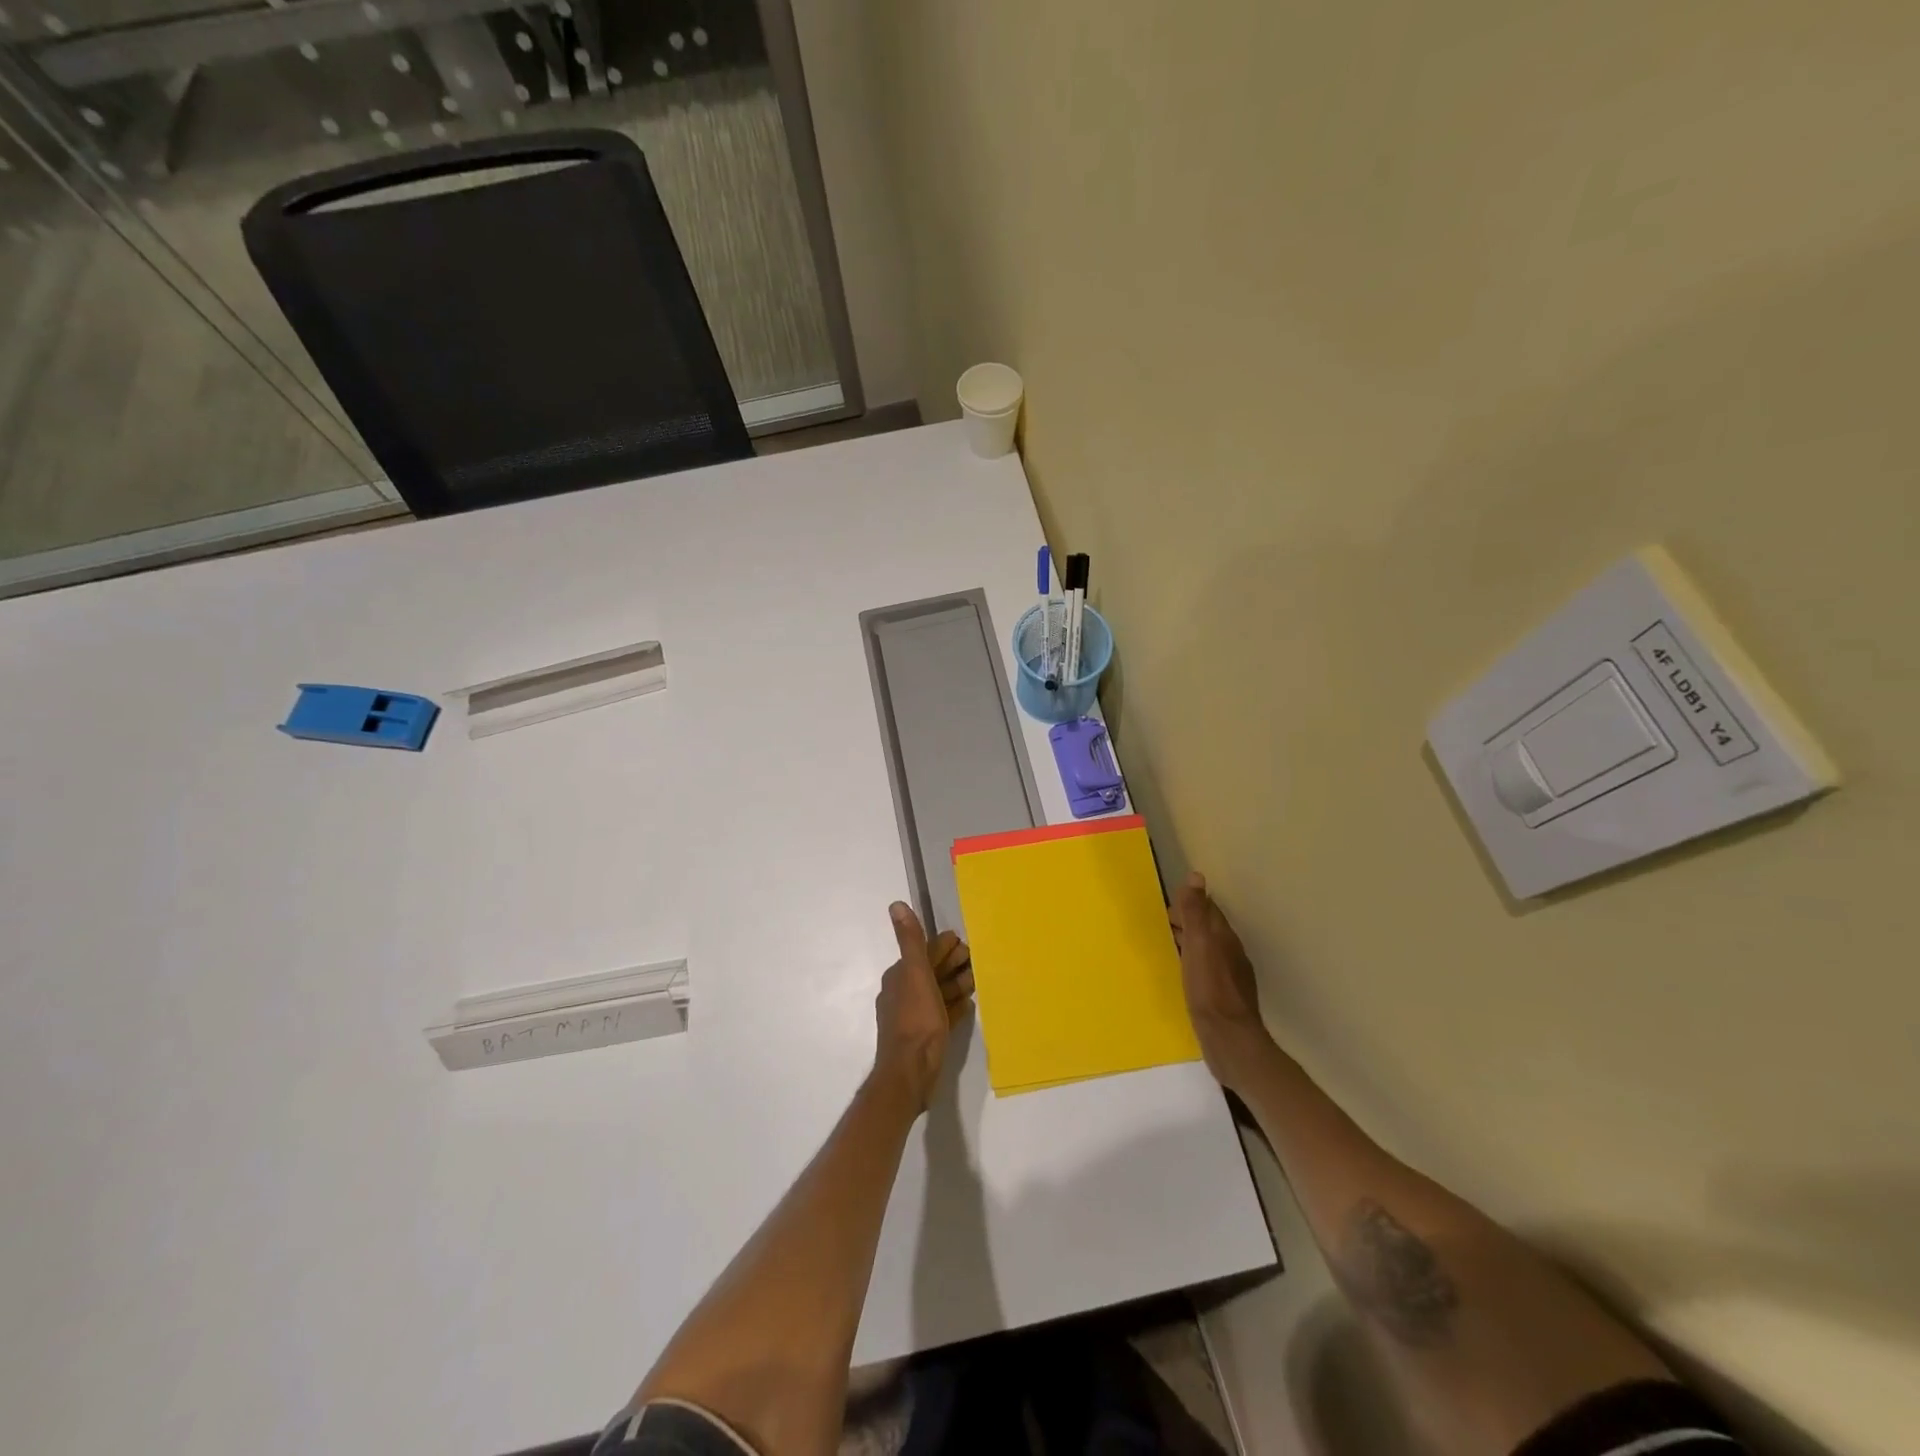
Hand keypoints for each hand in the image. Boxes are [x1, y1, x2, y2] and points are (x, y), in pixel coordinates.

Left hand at [872, 902, 974, 1111]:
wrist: (910, 1072)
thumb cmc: (915, 1020)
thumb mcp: (915, 974)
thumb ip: (910, 941)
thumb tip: (896, 905)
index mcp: (899, 977)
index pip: (923, 953)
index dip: (943, 946)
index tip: (964, 942)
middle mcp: (903, 993)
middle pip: (931, 972)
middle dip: (951, 963)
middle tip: (974, 959)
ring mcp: (913, 1017)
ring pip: (937, 993)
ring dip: (955, 984)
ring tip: (976, 980)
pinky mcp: (925, 1037)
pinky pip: (942, 1014)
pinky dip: (954, 1006)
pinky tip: (967, 1005)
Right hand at [1170, 872, 1274, 1092]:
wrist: (1229, 1040)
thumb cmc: (1210, 990)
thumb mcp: (1199, 946)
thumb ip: (1196, 912)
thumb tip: (1196, 876)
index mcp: (1224, 938)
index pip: (1208, 910)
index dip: (1189, 904)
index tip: (1165, 907)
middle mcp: (1230, 953)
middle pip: (1208, 929)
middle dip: (1186, 922)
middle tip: (1159, 924)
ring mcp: (1229, 977)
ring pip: (1206, 950)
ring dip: (1188, 943)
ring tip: (1165, 945)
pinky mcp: (1223, 997)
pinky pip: (1205, 970)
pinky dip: (1191, 964)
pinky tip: (1180, 975)